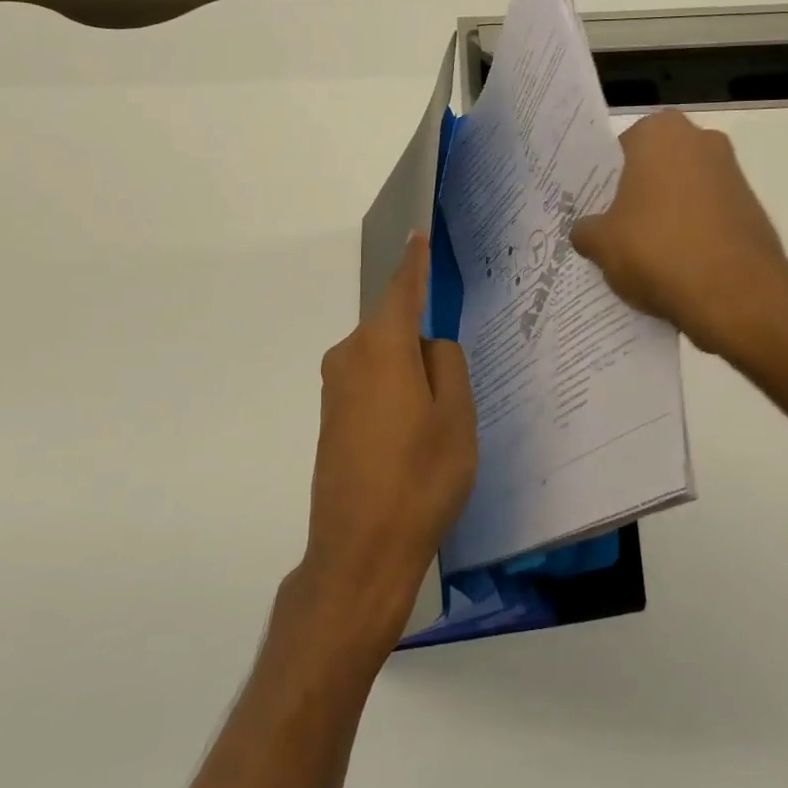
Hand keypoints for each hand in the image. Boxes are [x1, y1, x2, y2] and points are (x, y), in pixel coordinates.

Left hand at [296, 233, 476, 650]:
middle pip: (393, 329)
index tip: (416, 235)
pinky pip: (370, 385)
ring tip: (438, 422)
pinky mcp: (331, 419)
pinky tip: (412, 436)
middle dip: (423, 342)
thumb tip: (429, 346)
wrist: (359, 551)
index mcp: (381, 347)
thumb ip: (447, 364)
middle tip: (455, 385)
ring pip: (383, 360)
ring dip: (410, 375)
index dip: (413, 264)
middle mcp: (349, 357)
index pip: (401, 290)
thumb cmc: (420, 478)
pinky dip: (394, 394)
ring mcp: (335, 390)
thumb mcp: (456, 417)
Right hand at [570, 110, 787, 357]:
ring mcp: (732, 174)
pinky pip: (709, 216)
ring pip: (684, 191)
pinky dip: (693, 234)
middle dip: (637, 194)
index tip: (593, 207)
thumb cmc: (656, 249)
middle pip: (655, 167)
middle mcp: (701, 140)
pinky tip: (675, 266)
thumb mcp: (601, 243)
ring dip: (667, 214)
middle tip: (613, 228)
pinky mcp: (753, 209)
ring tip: (643, 253)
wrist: (734, 293)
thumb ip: (586, 230)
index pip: (619, 149)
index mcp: (659, 133)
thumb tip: (585, 232)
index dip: (604, 180)